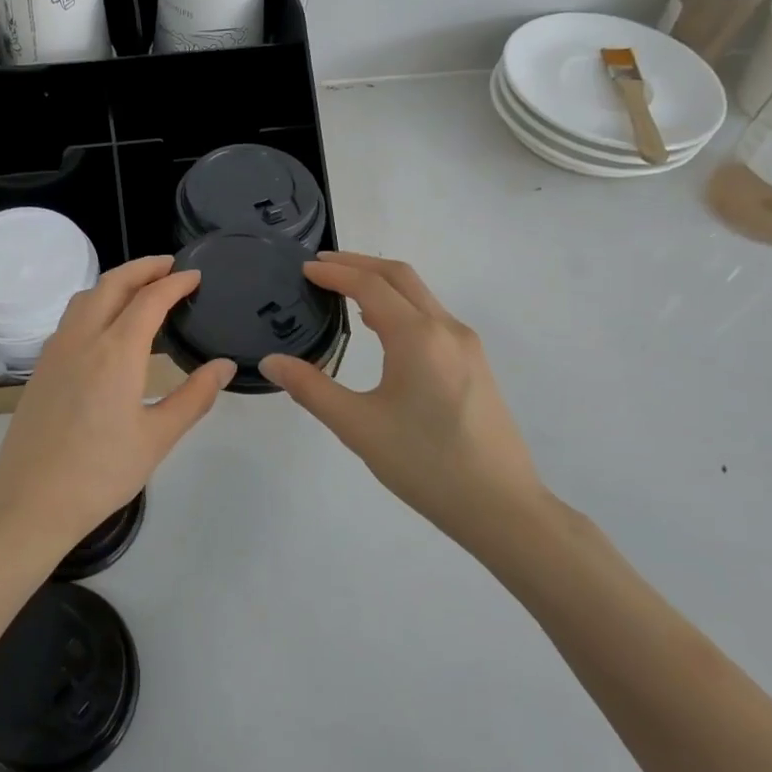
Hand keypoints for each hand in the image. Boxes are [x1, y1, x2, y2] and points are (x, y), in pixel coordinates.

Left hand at [0, 256, 235, 556]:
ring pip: (86, 296)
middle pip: (113, 283)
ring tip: (140, 288)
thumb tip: (224, 366)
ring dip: (115, 282)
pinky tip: (106, 325)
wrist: (30, 501)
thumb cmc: (101, 473)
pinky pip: (71, 317)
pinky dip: (95, 303)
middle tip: (170, 267)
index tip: (195, 276)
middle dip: (143, 268)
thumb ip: (194, 397)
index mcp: (116, 352)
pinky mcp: (41, 367)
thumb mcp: (157, 438)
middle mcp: (83, 338)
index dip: (175, 282)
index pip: (150, 299)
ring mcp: (56, 350)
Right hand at [259, 252, 544, 553]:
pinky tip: (382, 329)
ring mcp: (467, 346)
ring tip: (344, 292)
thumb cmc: (425, 463)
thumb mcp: (357, 426)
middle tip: (321, 267)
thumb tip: (270, 363)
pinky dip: (400, 306)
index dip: (334, 272)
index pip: (369, 285)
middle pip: (400, 276)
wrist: (501, 507)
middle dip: (359, 264)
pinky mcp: (475, 364)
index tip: (304, 269)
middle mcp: (446, 329)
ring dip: (381, 283)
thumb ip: (310, 388)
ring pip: (420, 295)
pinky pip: (432, 317)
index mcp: (417, 336)